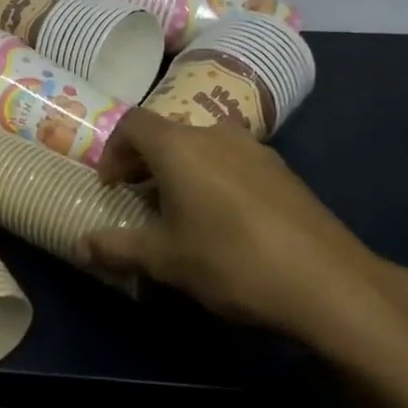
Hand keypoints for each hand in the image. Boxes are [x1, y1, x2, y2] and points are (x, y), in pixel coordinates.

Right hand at [82, 111, 407, 370]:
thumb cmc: (230, 261)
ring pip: (203, 147)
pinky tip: (224, 222)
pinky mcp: (284, 173)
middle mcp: (216, 135)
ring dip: (181, 170)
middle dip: (145, 163)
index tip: (111, 186)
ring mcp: (256, 151)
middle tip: (138, 200)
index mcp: (180, 147)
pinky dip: (214, 179)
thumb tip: (79, 245)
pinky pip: (234, 163)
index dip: (113, 151)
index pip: (132, 124)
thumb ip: (117, 248)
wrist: (329, 283)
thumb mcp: (165, 260)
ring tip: (179, 212)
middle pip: (168, 134)